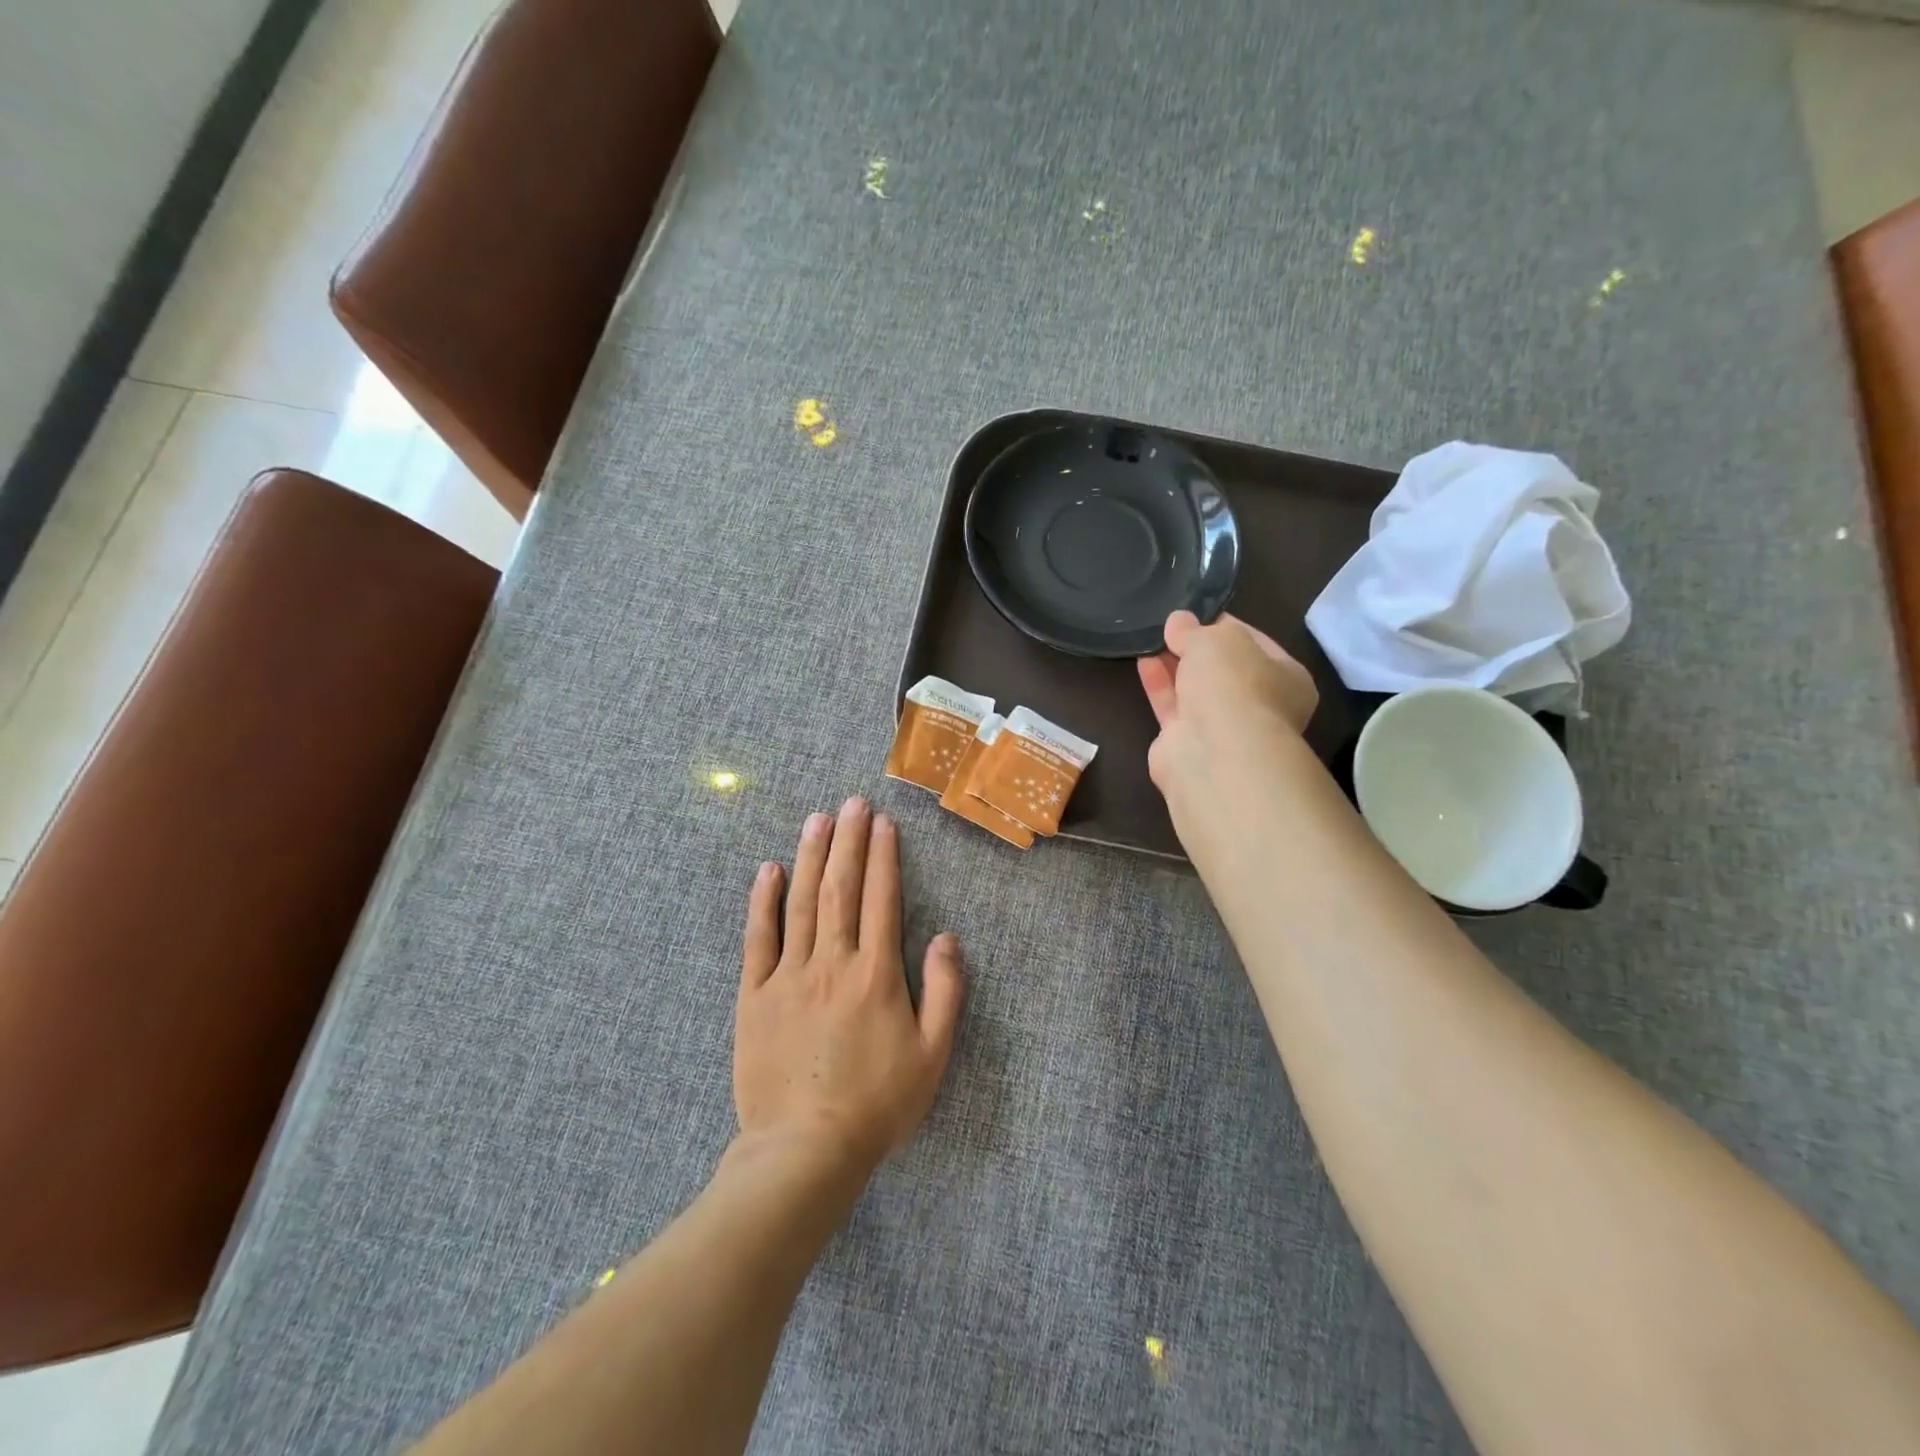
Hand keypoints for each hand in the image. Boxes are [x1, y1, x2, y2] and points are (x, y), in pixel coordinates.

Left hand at [734, 798, 964, 1178]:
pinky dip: (762, 901)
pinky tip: (768, 869)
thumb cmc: (877, 1105)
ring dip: (811, 856)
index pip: (882, 898)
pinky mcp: (755, 995)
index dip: (883, 856)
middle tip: (852, 802)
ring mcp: (789, 975)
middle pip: (841, 888)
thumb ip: (945, 991)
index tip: (883, 823)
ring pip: (801, 902)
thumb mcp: (933, 1055)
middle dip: (848, 841)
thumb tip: (946, 936)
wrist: (804, 1150)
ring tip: (817, 819)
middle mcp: (833, 962)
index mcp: (876, 974)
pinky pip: (758, 938)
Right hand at [1137, 610, 1319, 814]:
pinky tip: (1143, 662)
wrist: (1214, 753)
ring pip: (1195, 690)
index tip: (1196, 612)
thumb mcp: (1216, 640)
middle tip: (1169, 627)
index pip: (1255, 643)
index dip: (1225, 625)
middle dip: (1196, 649)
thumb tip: (1178, 621)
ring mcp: (1222, 730)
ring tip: (1150, 639)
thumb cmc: (1233, 686)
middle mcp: (1258, 706)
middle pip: (1223, 670)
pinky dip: (1159, 685)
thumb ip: (1194, 629)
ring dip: (1174, 665)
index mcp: (1287, 679)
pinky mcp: (1187, 745)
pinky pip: (1172, 708)